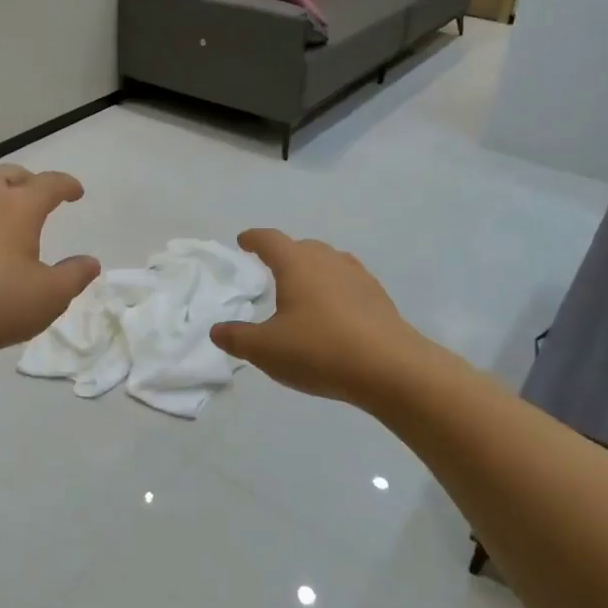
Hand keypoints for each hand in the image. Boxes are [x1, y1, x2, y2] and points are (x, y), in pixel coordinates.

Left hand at [0, 164, 99, 369]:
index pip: (49, 184)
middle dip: (29, 182)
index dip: (66, 186)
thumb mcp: (48, 297)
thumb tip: (90, 262)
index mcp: (18, 206)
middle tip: (38, 197)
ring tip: (1, 212)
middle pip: (10, 175)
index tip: (75, 192)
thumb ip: (74, 276)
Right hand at [210, 229, 425, 403]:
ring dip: (312, 270)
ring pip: (329, 263)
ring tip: (303, 290)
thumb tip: (217, 330)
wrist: (390, 369)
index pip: (270, 240)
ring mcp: (358, 277)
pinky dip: (334, 290)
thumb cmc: (319, 350)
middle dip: (284, 254)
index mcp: (297, 264)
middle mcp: (328, 261)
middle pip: (302, 247)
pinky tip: (333, 313)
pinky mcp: (378, 297)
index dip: (254, 239)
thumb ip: (237, 338)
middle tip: (271, 269)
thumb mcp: (265, 350)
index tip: (244, 241)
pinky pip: (348, 283)